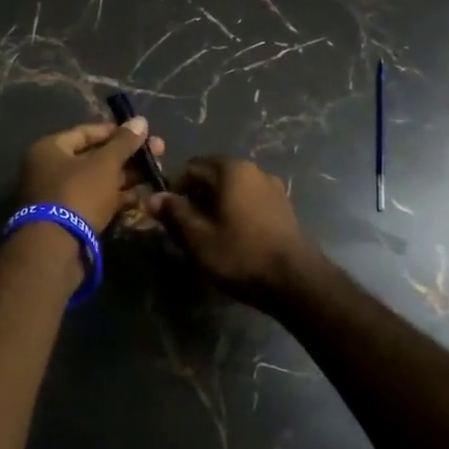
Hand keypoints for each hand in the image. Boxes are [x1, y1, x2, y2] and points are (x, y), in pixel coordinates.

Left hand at [18, 118, 166, 233]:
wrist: (56, 247)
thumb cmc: (78, 193)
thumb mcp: (104, 164)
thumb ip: (123, 142)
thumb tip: (140, 120)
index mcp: (50, 149)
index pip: (87, 132)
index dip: (116, 131)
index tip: (142, 133)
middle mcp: (51, 169)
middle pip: (94, 156)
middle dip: (127, 155)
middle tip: (158, 152)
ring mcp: (60, 196)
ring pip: (98, 180)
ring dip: (127, 177)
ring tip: (157, 173)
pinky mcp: (71, 219)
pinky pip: (97, 200)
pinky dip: (118, 197)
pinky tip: (143, 196)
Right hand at [144, 156, 321, 305]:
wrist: (296, 281)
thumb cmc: (241, 255)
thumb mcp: (198, 237)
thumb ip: (174, 213)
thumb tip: (151, 197)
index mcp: (231, 170)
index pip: (191, 168)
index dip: (175, 190)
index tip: (169, 216)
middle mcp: (253, 170)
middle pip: (212, 177)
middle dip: (196, 198)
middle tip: (186, 230)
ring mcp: (272, 187)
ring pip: (232, 190)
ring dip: (216, 207)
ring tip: (208, 236)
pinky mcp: (283, 207)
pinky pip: (249, 201)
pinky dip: (236, 213)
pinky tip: (233, 239)